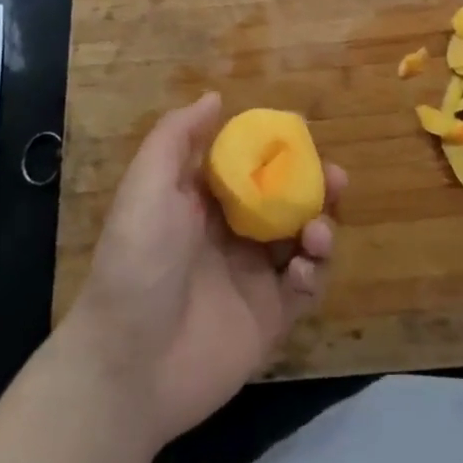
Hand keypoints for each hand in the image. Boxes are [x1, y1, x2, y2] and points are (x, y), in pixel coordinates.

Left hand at [58, 92, 345, 449]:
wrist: (127, 365)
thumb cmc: (138, 262)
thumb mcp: (147, 186)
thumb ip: (177, 137)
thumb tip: (214, 97)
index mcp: (204, 204)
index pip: (252, 168)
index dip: (280, 152)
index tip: (304, 138)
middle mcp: (232, 236)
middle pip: (286, 202)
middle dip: (315, 188)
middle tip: (335, 179)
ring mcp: (253, 278)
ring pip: (303, 241)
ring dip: (321, 228)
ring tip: (317, 232)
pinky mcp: (270, 319)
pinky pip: (306, 288)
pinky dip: (315, 273)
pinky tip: (304, 270)